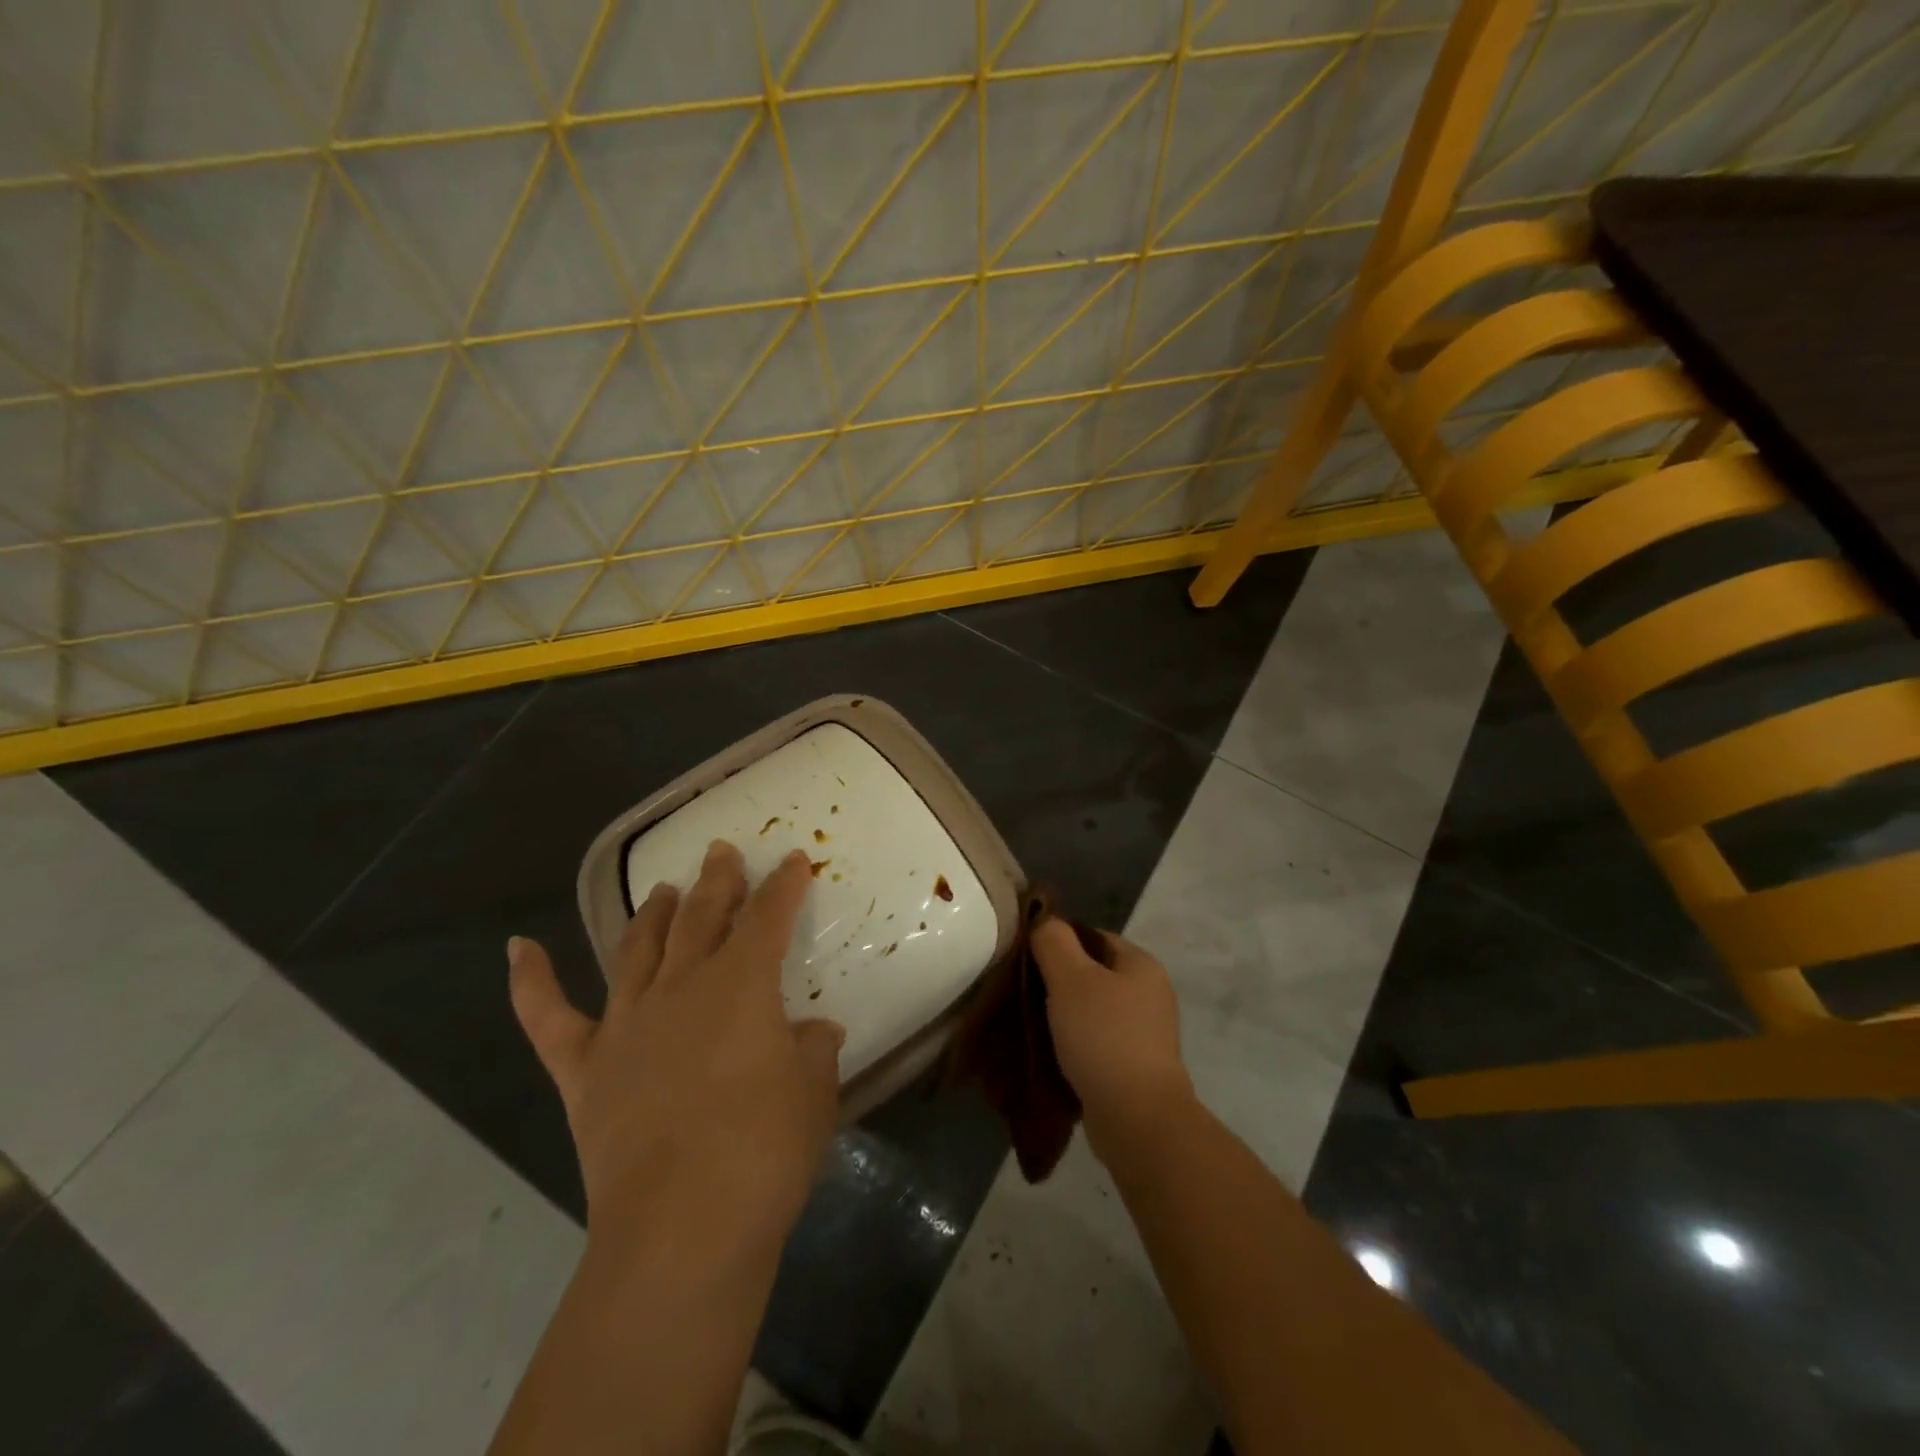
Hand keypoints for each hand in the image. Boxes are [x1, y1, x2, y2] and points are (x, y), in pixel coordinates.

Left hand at [508, 840, 843, 1252]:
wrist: (682, 1228)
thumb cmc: (765, 1151)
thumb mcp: (813, 1092)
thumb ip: (812, 1051)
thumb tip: (814, 1032)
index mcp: (742, 984)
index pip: (768, 917)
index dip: (783, 885)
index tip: (792, 860)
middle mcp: (681, 987)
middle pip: (701, 918)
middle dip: (717, 881)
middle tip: (721, 853)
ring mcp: (626, 1024)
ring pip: (638, 948)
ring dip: (652, 914)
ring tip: (662, 889)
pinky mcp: (585, 1068)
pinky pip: (548, 1016)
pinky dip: (530, 980)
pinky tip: (519, 947)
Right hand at [1030, 919, 1195, 1167]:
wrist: (1137, 1118)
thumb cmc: (1103, 1036)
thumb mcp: (1070, 978)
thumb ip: (1054, 942)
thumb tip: (1044, 921)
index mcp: (1142, 965)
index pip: (1094, 937)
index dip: (1060, 943)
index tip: (1028, 959)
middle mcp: (1151, 993)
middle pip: (1094, 974)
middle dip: (1059, 982)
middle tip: (1024, 992)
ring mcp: (1147, 1033)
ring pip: (1094, 1010)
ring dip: (1065, 1016)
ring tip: (1032, 1025)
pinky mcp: (1137, 1067)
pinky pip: (1098, 1043)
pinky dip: (1076, 1045)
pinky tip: (1052, 1054)